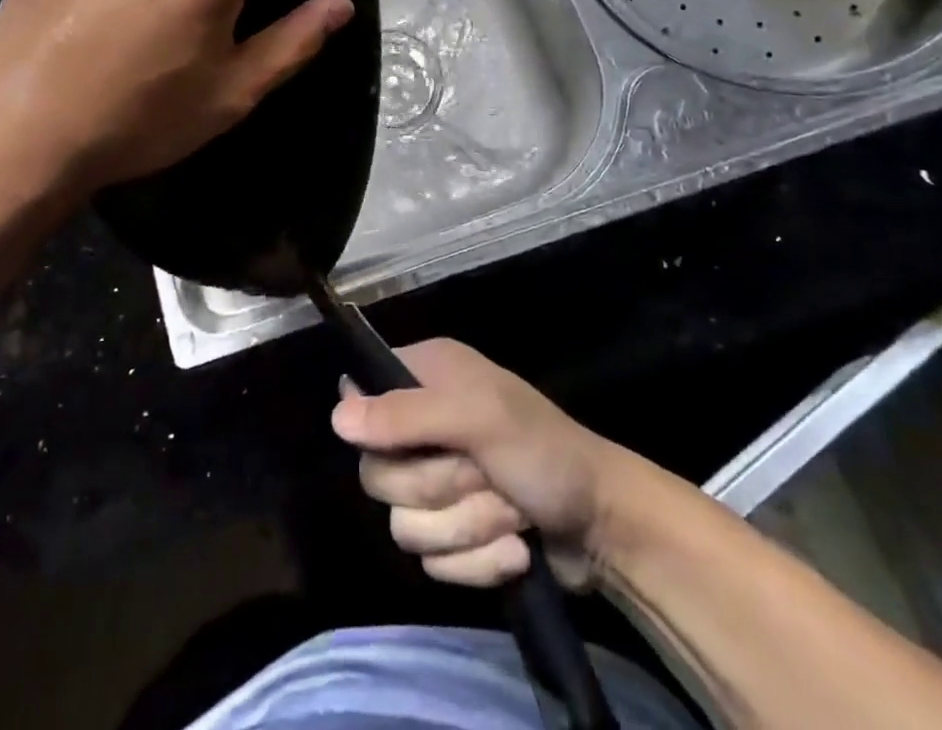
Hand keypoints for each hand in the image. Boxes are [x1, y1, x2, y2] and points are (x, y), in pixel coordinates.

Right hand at [331, 339, 626, 589]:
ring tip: (510, 512)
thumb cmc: (542, 449)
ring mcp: (436, 484)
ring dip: (467, 527)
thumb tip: (336, 416)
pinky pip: (433, 563)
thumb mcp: (478, 418)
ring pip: (405, 526)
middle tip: (482, 474)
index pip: (360, 400)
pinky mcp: (453, 535)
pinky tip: (515, 546)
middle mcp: (422, 425)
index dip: (378, 431)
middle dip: (439, 488)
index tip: (410, 443)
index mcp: (424, 378)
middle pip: (378, 475)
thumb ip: (406, 414)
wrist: (604, 522)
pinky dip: (479, 561)